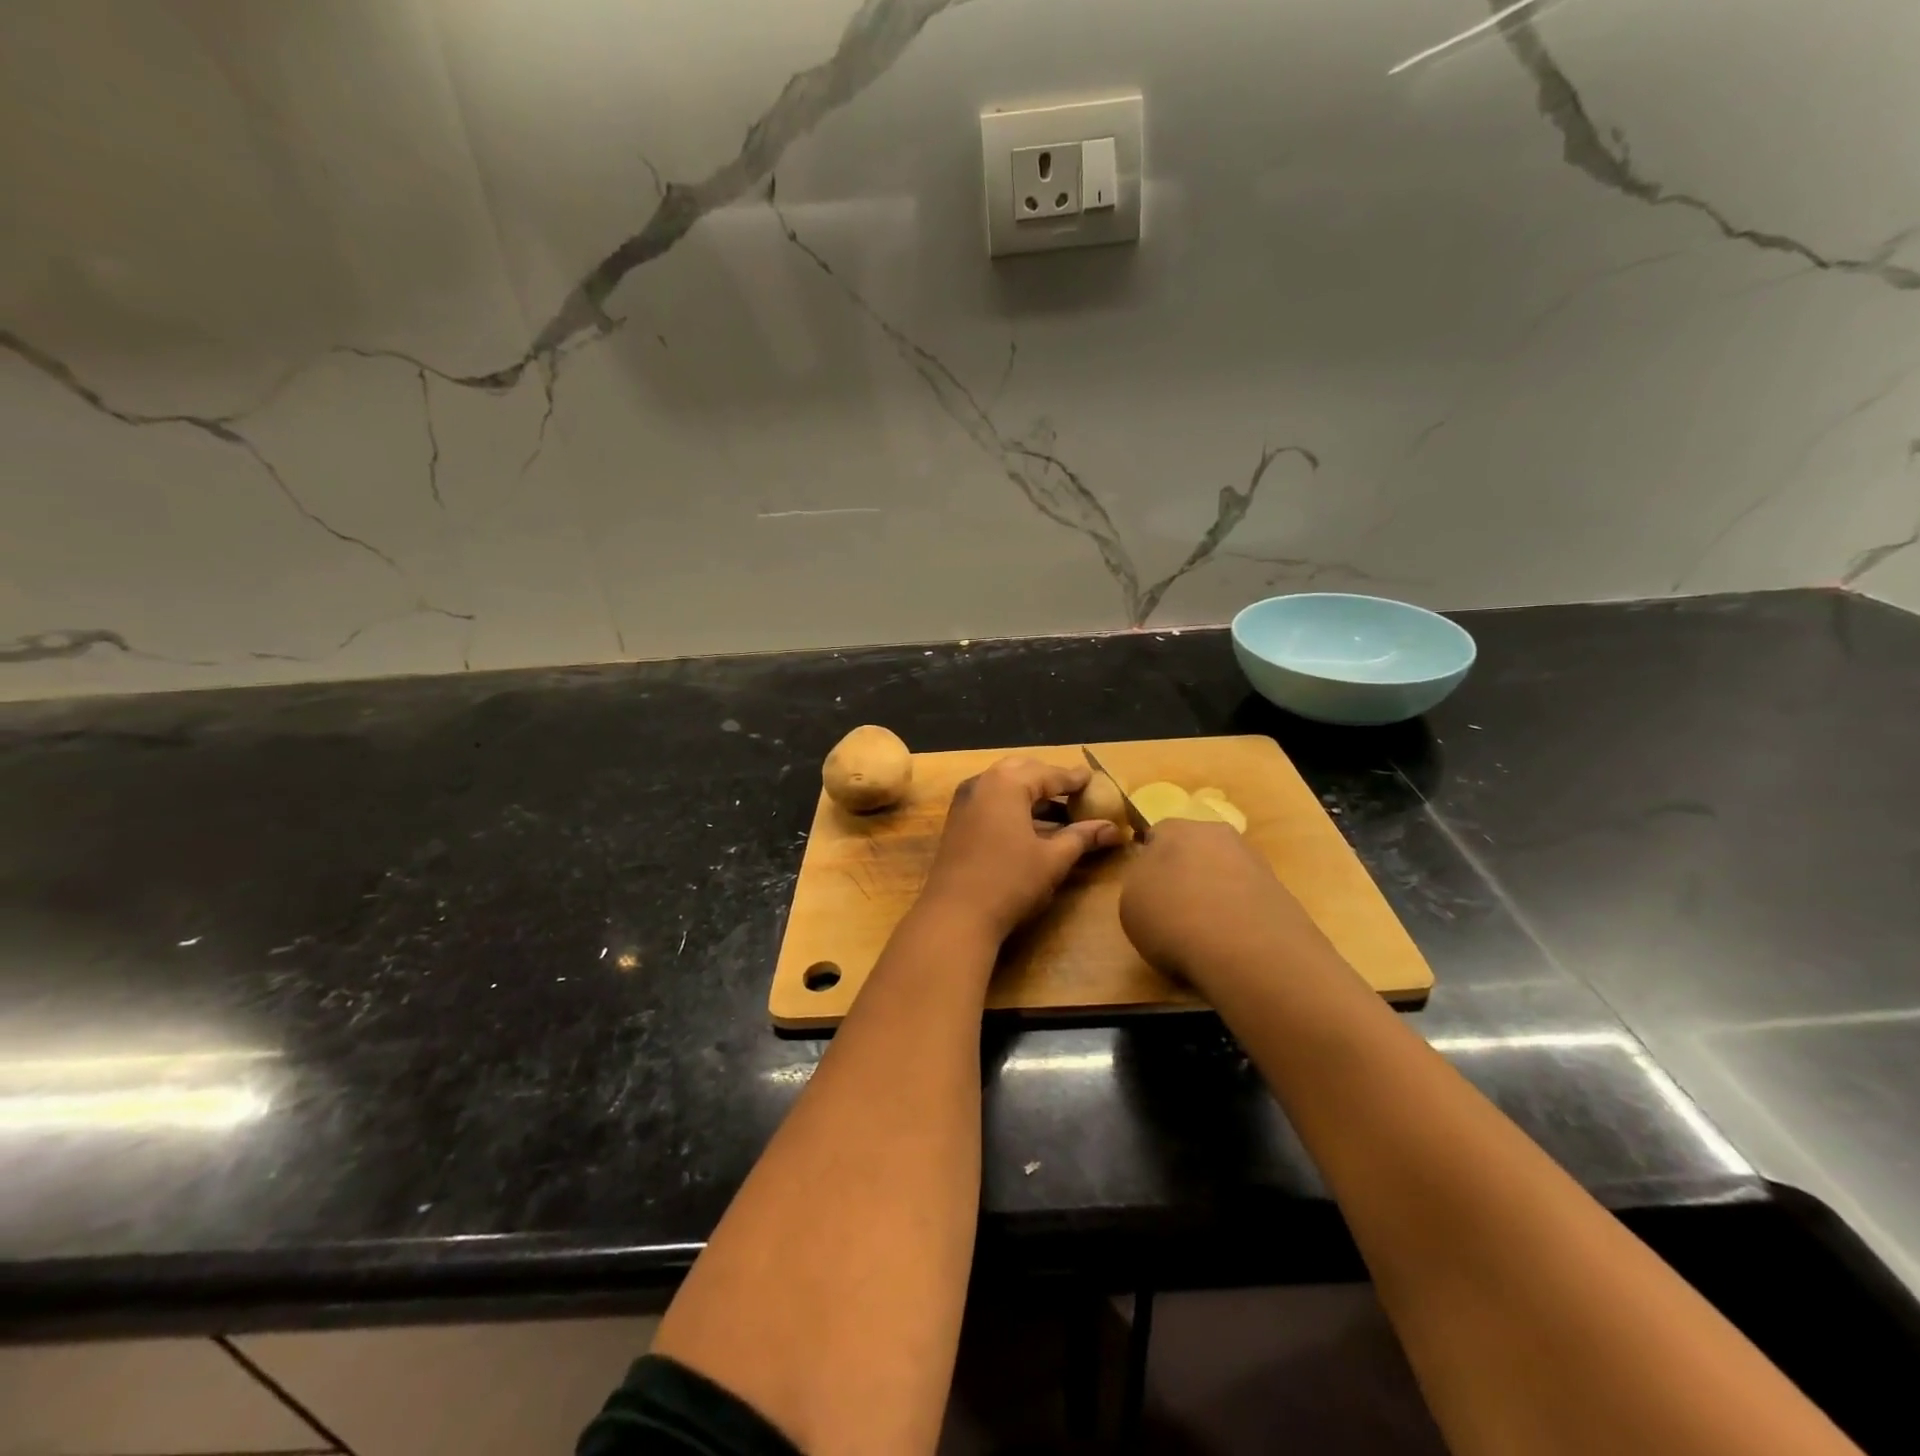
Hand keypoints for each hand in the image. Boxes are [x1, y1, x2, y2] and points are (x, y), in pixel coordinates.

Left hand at [919, 757, 1120, 940]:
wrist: (954, 914)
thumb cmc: (1009, 881)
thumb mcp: (1052, 859)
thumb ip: (1082, 837)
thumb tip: (1114, 829)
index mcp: (1007, 783)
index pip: (1048, 774)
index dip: (1073, 779)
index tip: (1093, 779)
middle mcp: (982, 783)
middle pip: (1022, 771)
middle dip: (1049, 780)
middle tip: (1074, 792)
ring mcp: (964, 801)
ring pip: (1003, 785)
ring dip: (1030, 794)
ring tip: (1058, 810)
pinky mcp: (956, 821)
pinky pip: (990, 801)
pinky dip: (1012, 805)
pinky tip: (1029, 825)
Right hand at [1119, 819, 1323, 994]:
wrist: (1246, 948)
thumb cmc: (1173, 918)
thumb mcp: (1130, 904)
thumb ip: (1140, 883)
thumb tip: (1154, 881)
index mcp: (1174, 829)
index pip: (1156, 834)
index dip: (1149, 861)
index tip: (1146, 890)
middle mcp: (1216, 834)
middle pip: (1195, 849)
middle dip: (1186, 872)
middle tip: (1174, 908)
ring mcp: (1253, 861)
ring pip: (1224, 872)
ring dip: (1214, 893)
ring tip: (1204, 931)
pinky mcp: (1280, 891)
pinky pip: (1247, 898)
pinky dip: (1238, 914)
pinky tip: (1231, 941)